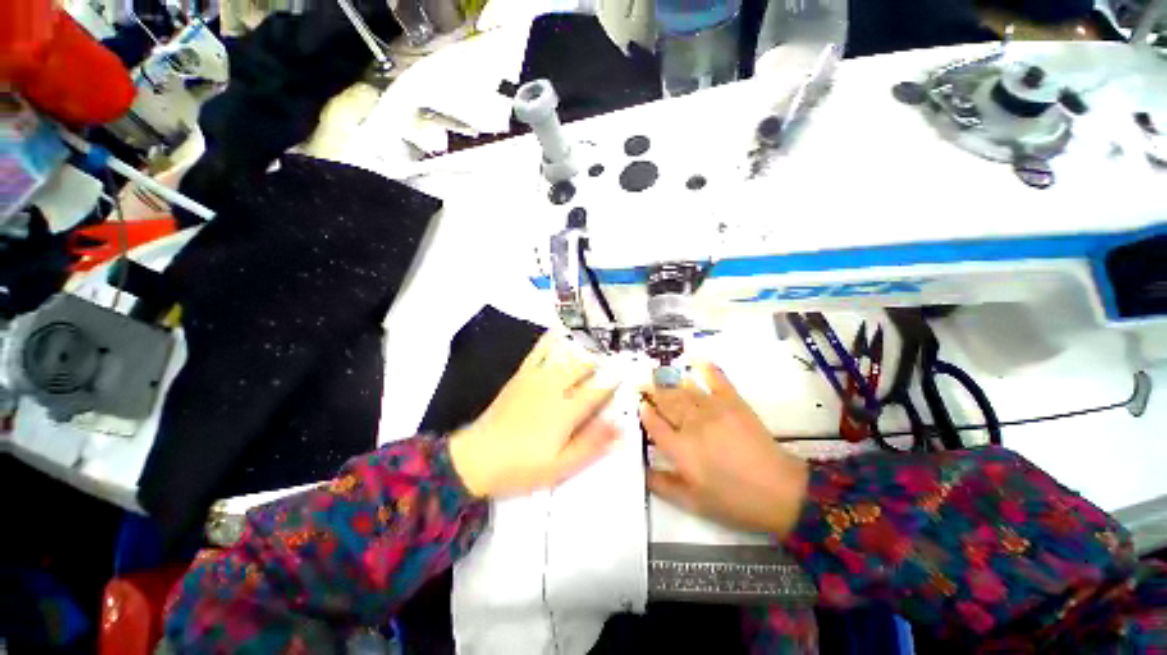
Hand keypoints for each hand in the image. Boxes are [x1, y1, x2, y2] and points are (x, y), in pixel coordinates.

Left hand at [449, 333, 619, 497]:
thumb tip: (621, 427)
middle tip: (609, 366)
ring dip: (582, 352)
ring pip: (566, 356)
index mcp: (568, 410)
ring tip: (593, 350)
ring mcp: (537, 377)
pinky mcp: (521, 375)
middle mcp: (556, 387)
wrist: (477, 457)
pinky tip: (557, 330)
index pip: (598, 390)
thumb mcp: (561, 465)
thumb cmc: (523, 466)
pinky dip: (550, 339)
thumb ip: (592, 444)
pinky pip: (539, 351)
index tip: (624, 378)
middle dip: (599, 365)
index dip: (613, 383)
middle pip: (584, 367)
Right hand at [642, 363, 808, 537]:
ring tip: (657, 372)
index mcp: (681, 450)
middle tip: (641, 382)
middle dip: (651, 391)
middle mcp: (692, 425)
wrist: (780, 492)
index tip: (640, 405)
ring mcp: (713, 410)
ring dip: (669, 380)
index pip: (654, 425)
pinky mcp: (733, 402)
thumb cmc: (734, 501)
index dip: (645, 413)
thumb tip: (641, 471)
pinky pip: (716, 380)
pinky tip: (697, 360)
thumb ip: (663, 486)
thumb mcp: (694, 503)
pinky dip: (706, 368)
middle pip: (666, 402)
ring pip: (684, 390)